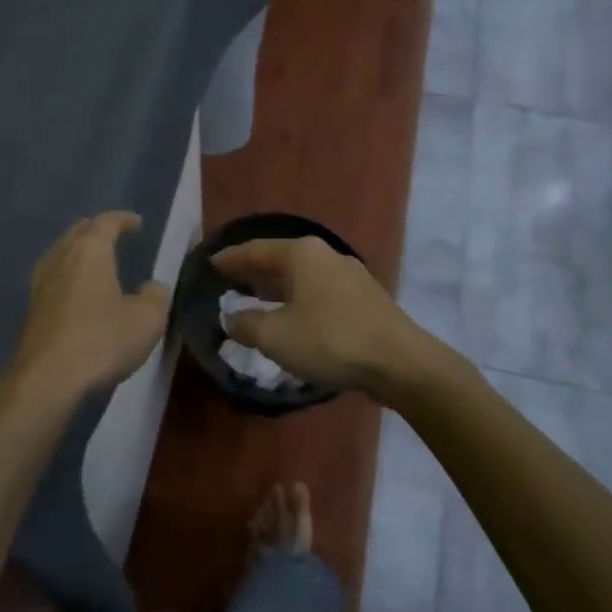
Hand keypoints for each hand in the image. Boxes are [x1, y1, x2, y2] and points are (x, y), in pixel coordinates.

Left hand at [3, 212, 169, 405]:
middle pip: (77, 233)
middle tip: (112, 235)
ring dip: (77, 253)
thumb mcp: (146, 320)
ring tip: (94, 262)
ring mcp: (40, 285)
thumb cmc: (102, 340)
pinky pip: (52, 280)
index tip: (136, 222)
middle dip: (95, 230)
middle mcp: (60, 259)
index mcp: (89, 251)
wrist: (47, 379)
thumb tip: (151, 287)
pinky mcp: (31, 311)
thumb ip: (155, 297)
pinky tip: (77, 294)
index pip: (106, 223)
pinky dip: (68, 278)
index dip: (123, 220)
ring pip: (60, 255)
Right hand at [212, 236, 439, 399]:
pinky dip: (299, 302)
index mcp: (302, 254)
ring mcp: (350, 277)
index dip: (231, 259)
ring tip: (256, 301)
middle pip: (281, 261)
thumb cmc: (330, 340)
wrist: (400, 362)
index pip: (256, 250)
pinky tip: (293, 320)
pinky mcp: (365, 300)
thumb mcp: (275, 336)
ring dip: (278, 290)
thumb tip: (231, 319)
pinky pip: (320, 295)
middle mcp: (327, 256)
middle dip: (254, 272)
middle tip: (229, 281)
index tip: (211, 263)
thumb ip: (246, 325)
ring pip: (303, 279)